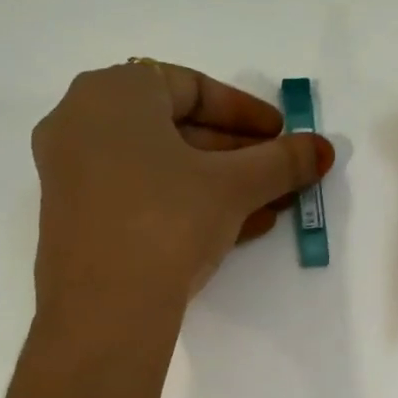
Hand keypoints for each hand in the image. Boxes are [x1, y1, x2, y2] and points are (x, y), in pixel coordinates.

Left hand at [31, 61, 333, 337]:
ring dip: (220, 186)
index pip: (191, 87)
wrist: (104, 310)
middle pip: (176, 130)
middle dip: (238, 156)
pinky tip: (238, 229)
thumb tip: (323, 149)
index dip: (245, 112)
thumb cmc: (167, 220)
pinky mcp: (78, 223)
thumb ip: (281, 162)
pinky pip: (141, 200)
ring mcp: (74, 176)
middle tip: (281, 176)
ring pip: (161, 170)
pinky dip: (187, 207)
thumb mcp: (233, 187)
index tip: (282, 135)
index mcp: (113, 92)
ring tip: (272, 208)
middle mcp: (82, 124)